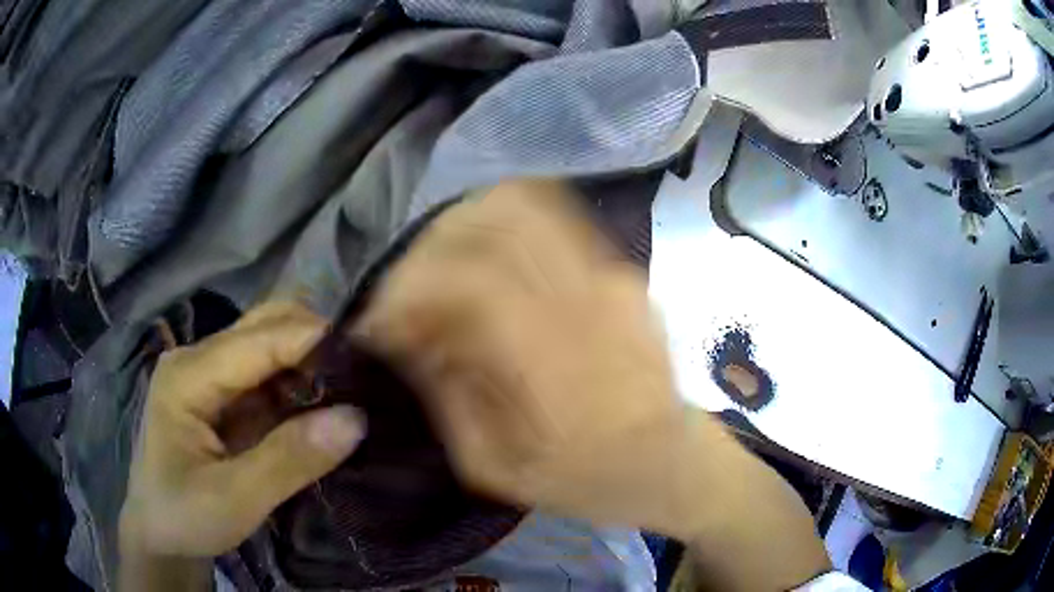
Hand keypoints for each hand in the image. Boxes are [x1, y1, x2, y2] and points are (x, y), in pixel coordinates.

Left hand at [119, 302, 364, 588]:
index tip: (370, 355)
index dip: (314, 341)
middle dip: (314, 341)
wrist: (159, 534)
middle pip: (263, 325)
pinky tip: (324, 403)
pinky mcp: (222, 397)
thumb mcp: (234, 500)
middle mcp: (197, 360)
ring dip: (310, 361)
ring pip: (268, 345)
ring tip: (352, 387)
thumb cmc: (184, 517)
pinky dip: (300, 384)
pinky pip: (268, 376)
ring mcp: (208, 376)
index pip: (260, 339)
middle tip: (364, 372)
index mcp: (188, 375)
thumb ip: (289, 460)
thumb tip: (356, 418)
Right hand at [358, 180, 708, 534]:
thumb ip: (447, 394)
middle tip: (402, 294)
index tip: (376, 321)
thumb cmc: (590, 481)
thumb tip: (407, 333)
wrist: (676, 461)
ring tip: (435, 273)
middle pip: (492, 223)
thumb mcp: (500, 468)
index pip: (468, 283)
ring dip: (461, 229)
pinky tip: (480, 266)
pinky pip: (549, 220)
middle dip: (426, 251)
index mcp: (559, 366)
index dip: (407, 291)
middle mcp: (590, 300)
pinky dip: (497, 230)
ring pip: (523, 204)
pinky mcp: (621, 268)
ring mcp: (613, 273)